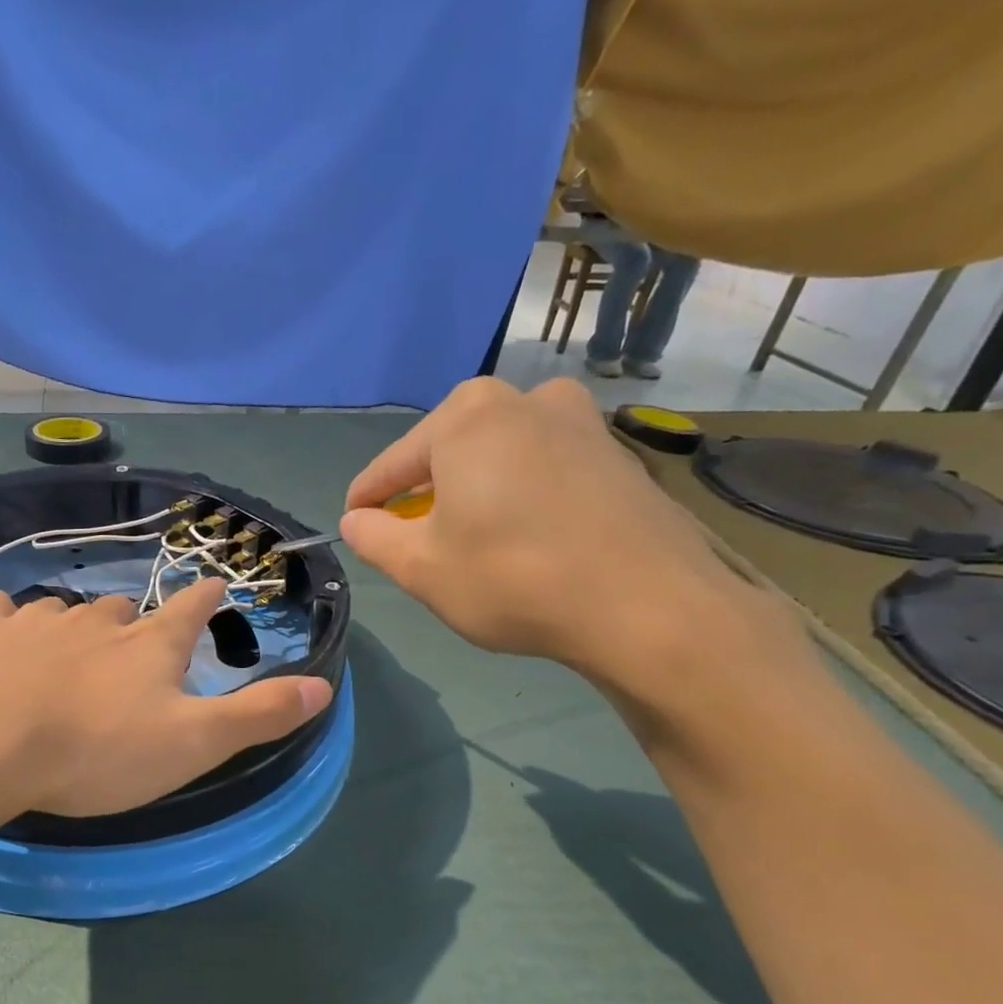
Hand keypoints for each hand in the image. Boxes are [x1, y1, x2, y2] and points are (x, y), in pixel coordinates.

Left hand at [0, 579, 332, 819]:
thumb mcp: (191, 744)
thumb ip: (256, 716)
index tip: (215, 587)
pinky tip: (3, 638)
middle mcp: (96, 619)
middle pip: (126, 610)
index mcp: (149, 644)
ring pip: (66, 610)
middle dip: (135, 624)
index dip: (207, 599)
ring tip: (69, 654)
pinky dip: (10, 622)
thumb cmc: (95, 752)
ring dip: (75, 626)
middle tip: (132, 651)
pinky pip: (1, 611)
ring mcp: (36, 619)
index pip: (191, 609)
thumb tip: (323, 687)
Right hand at [339, 377, 770, 680]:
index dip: (366, 501)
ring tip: (469, 537)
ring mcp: (578, 419)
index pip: (392, 465)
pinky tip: (523, 535)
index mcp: (466, 416)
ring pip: (497, 456)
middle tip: (415, 539)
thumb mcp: (420, 568)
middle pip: (447, 452)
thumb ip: (373, 538)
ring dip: (473, 491)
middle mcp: (523, 399)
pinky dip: (518, 494)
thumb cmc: (512, 577)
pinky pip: (541, 466)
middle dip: (424, 494)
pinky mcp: (614, 452)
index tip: (354, 525)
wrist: (648, 604)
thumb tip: (357, 520)